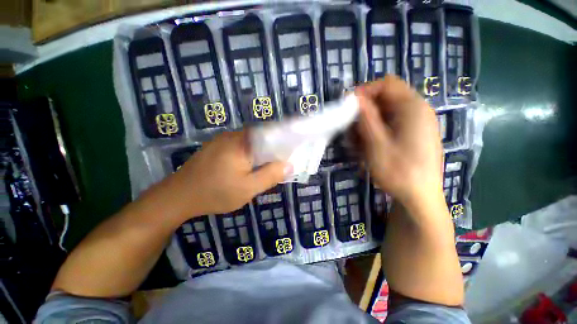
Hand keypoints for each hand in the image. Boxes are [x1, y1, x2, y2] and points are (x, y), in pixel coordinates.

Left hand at [165, 130, 286, 217]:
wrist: (178, 197)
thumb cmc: (215, 193)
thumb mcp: (248, 188)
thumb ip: (270, 175)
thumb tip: (289, 165)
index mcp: (242, 142)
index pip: (271, 134)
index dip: (283, 142)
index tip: (291, 153)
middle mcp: (233, 135)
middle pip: (261, 138)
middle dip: (272, 150)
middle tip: (278, 164)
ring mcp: (222, 140)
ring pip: (250, 143)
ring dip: (260, 153)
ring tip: (265, 167)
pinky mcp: (216, 147)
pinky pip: (240, 147)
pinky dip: (249, 155)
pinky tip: (247, 167)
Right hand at [354, 76, 442, 206]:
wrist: (420, 197)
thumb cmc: (398, 171)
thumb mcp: (376, 143)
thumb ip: (366, 117)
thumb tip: (355, 97)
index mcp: (413, 107)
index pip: (387, 84)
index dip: (365, 91)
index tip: (348, 106)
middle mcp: (418, 110)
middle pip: (386, 99)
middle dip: (365, 111)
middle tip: (351, 129)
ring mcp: (418, 123)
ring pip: (386, 113)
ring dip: (368, 123)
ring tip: (357, 142)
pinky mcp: (414, 134)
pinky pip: (391, 124)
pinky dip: (376, 131)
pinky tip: (369, 146)